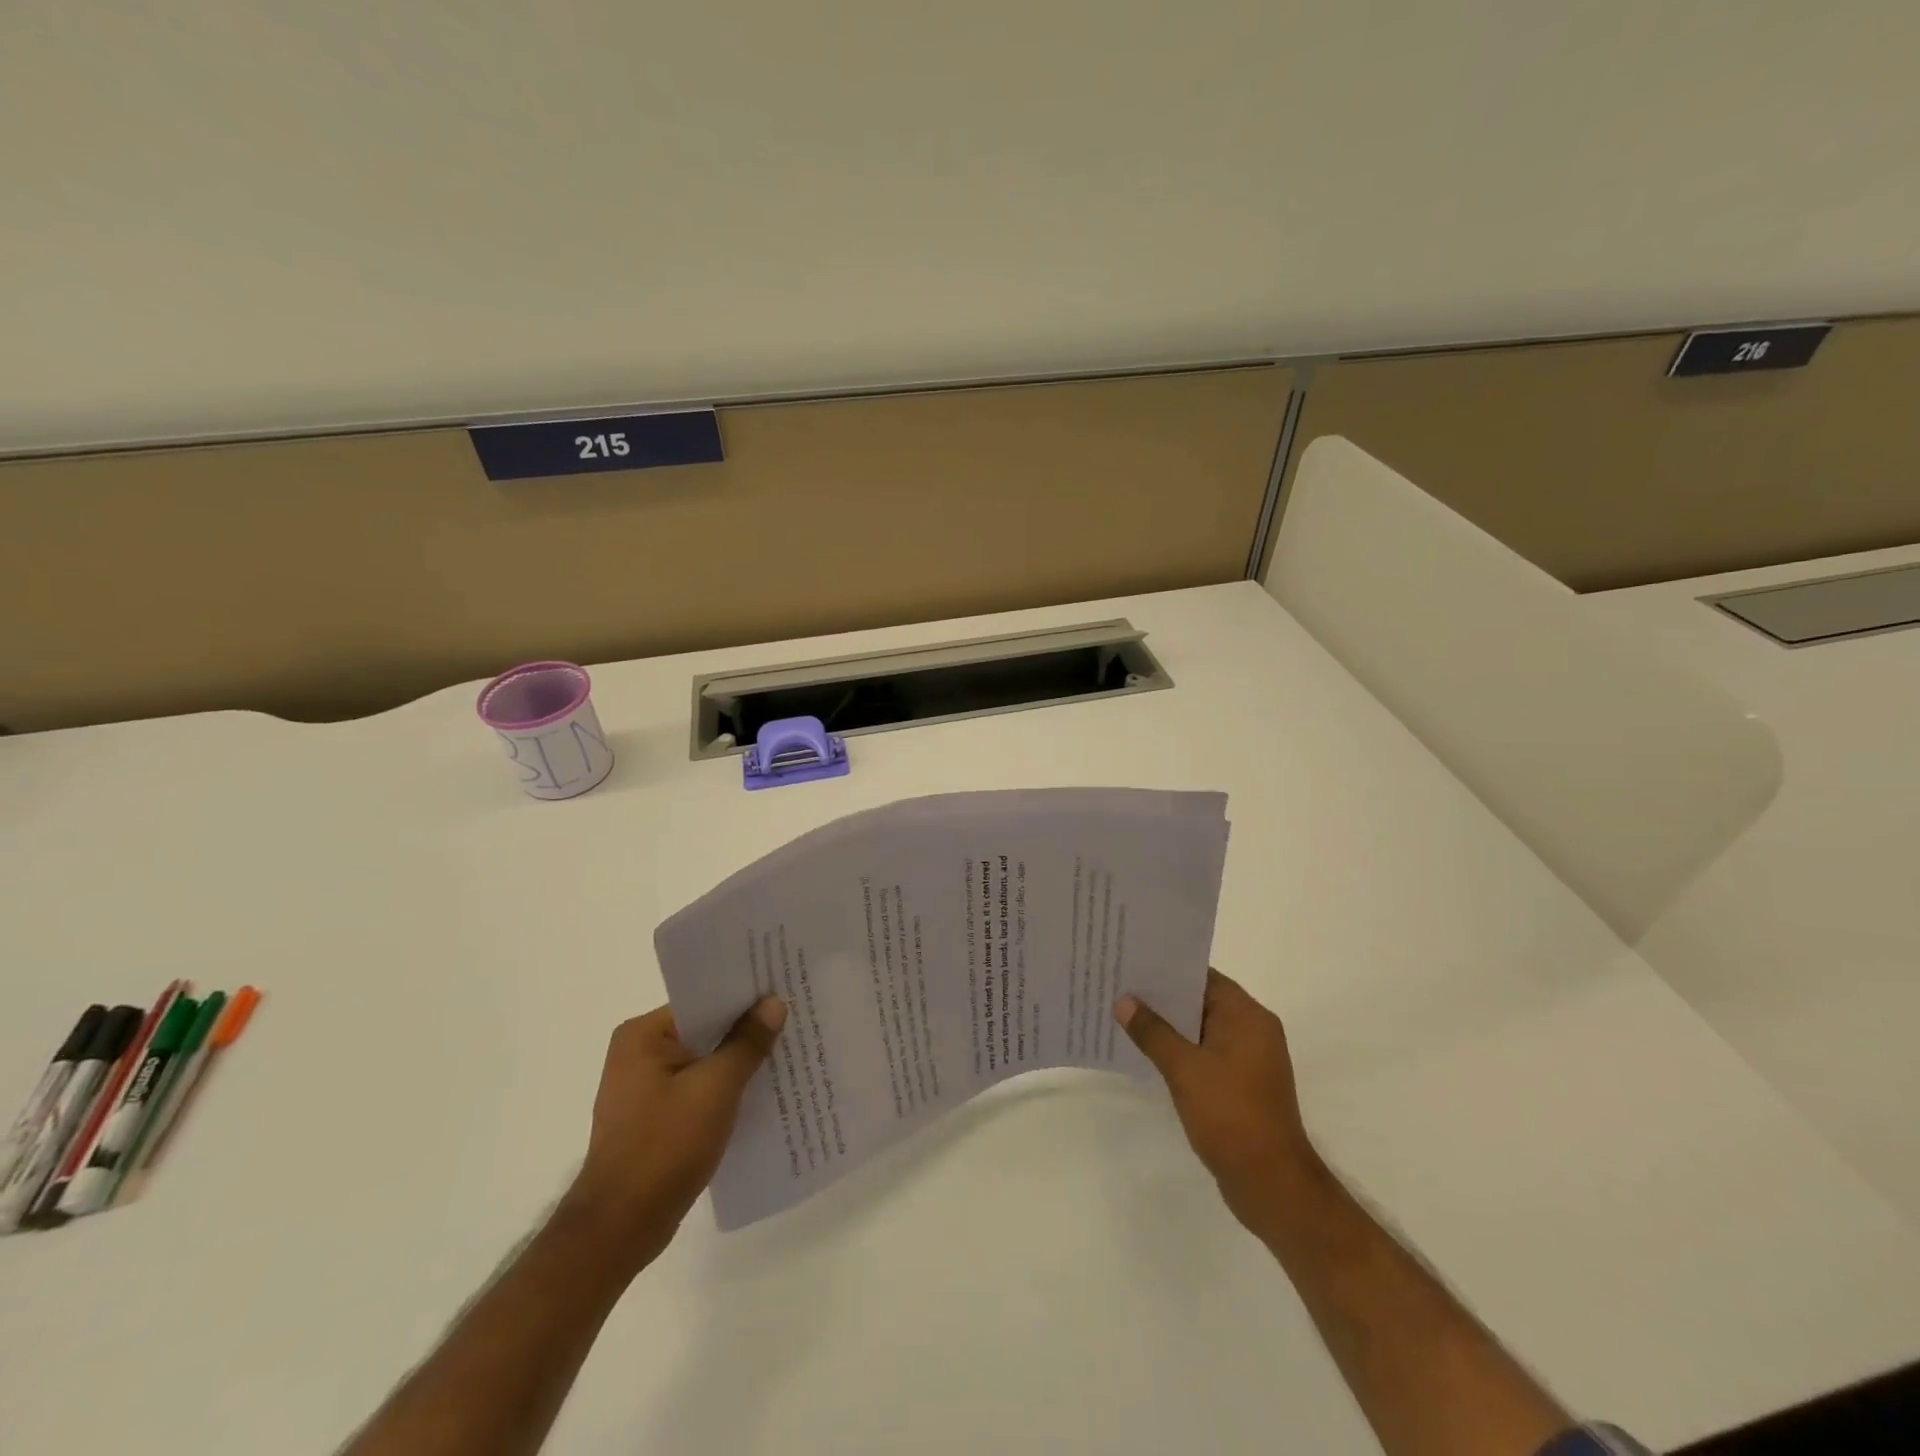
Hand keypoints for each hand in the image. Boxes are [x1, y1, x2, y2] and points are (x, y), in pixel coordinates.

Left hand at [564, 997, 785, 1268]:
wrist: (619, 1229)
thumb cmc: (664, 1147)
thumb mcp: (715, 1089)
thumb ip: (747, 1043)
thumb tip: (774, 1003)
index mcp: (643, 1035)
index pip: (703, 1000)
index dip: (744, 996)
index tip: (782, 990)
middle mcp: (638, 1053)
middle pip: (704, 1029)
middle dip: (745, 1029)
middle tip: (793, 1018)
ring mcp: (644, 1087)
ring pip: (704, 1060)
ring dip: (737, 1061)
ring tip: (785, 1051)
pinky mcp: (654, 1117)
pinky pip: (698, 1087)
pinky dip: (725, 1088)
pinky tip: (759, 1092)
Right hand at [1116, 970, 1323, 1238]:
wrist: (1271, 1185)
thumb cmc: (1230, 1116)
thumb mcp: (1184, 1069)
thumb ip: (1153, 1032)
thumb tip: (1124, 1001)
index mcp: (1248, 1016)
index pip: (1203, 977)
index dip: (1167, 969)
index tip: (1131, 962)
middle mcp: (1253, 1030)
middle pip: (1201, 1000)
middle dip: (1162, 997)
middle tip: (1119, 986)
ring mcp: (1249, 1059)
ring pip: (1201, 1029)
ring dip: (1168, 1026)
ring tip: (1125, 1015)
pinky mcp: (1241, 1084)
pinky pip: (1205, 1054)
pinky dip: (1180, 1050)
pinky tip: (1148, 1053)